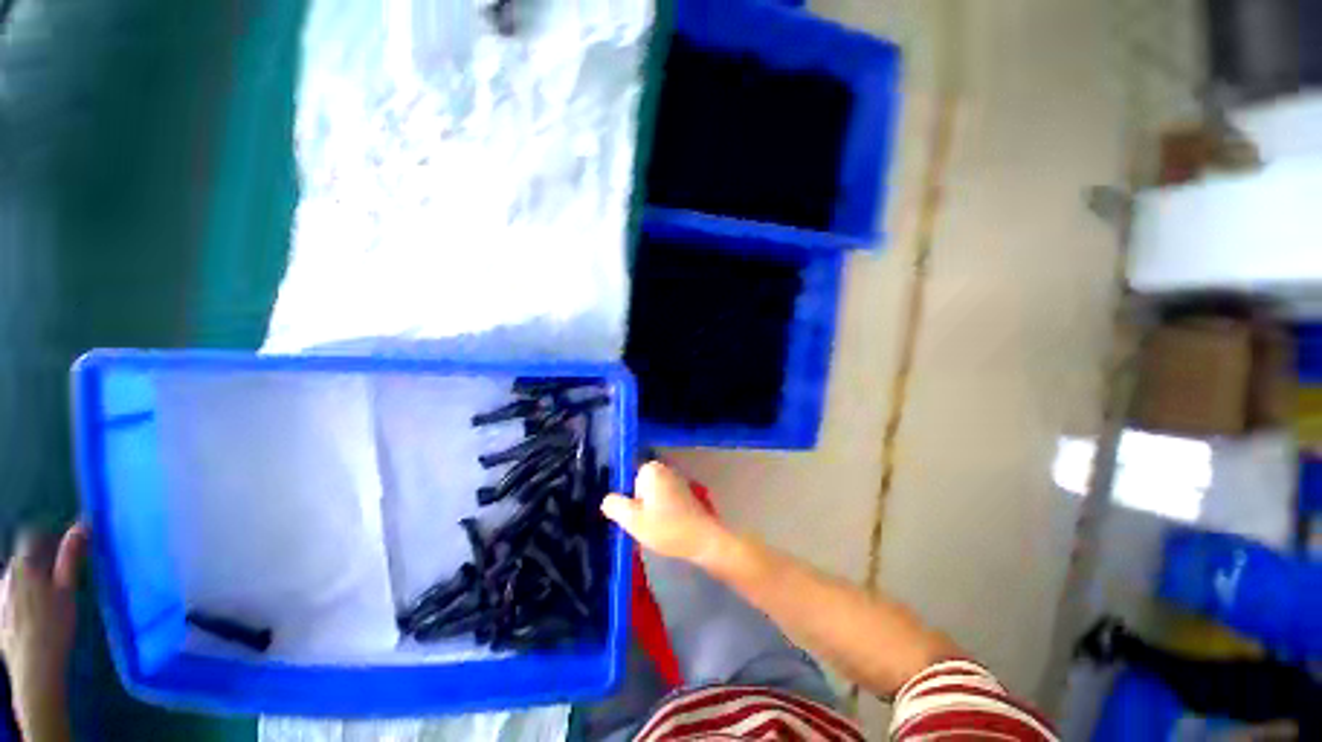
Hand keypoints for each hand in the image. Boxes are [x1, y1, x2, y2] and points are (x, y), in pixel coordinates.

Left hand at [1, 524, 86, 738]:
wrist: (34, 667)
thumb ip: (71, 557)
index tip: (63, 548)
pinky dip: (21, 600)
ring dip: (30, 582)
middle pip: (22, 560)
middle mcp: (6, 575)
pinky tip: (32, 617)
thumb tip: (82, 525)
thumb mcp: (67, 590)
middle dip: (38, 563)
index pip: (31, 538)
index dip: (47, 539)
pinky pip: (9, 597)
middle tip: (59, 578)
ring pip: (14, 580)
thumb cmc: (54, 626)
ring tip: (47, 600)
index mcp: (24, 566)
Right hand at [600, 462, 726, 564]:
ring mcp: (677, 479)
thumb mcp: (632, 521)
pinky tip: (669, 528)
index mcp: (651, 470)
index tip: (637, 518)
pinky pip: (665, 500)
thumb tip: (607, 500)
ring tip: (658, 528)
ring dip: (652, 511)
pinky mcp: (686, 492)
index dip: (630, 502)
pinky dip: (664, 512)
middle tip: (647, 525)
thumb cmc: (666, 528)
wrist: (703, 540)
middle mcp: (664, 468)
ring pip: (652, 496)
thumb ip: (614, 506)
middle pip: (640, 488)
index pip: (628, 482)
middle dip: (641, 506)